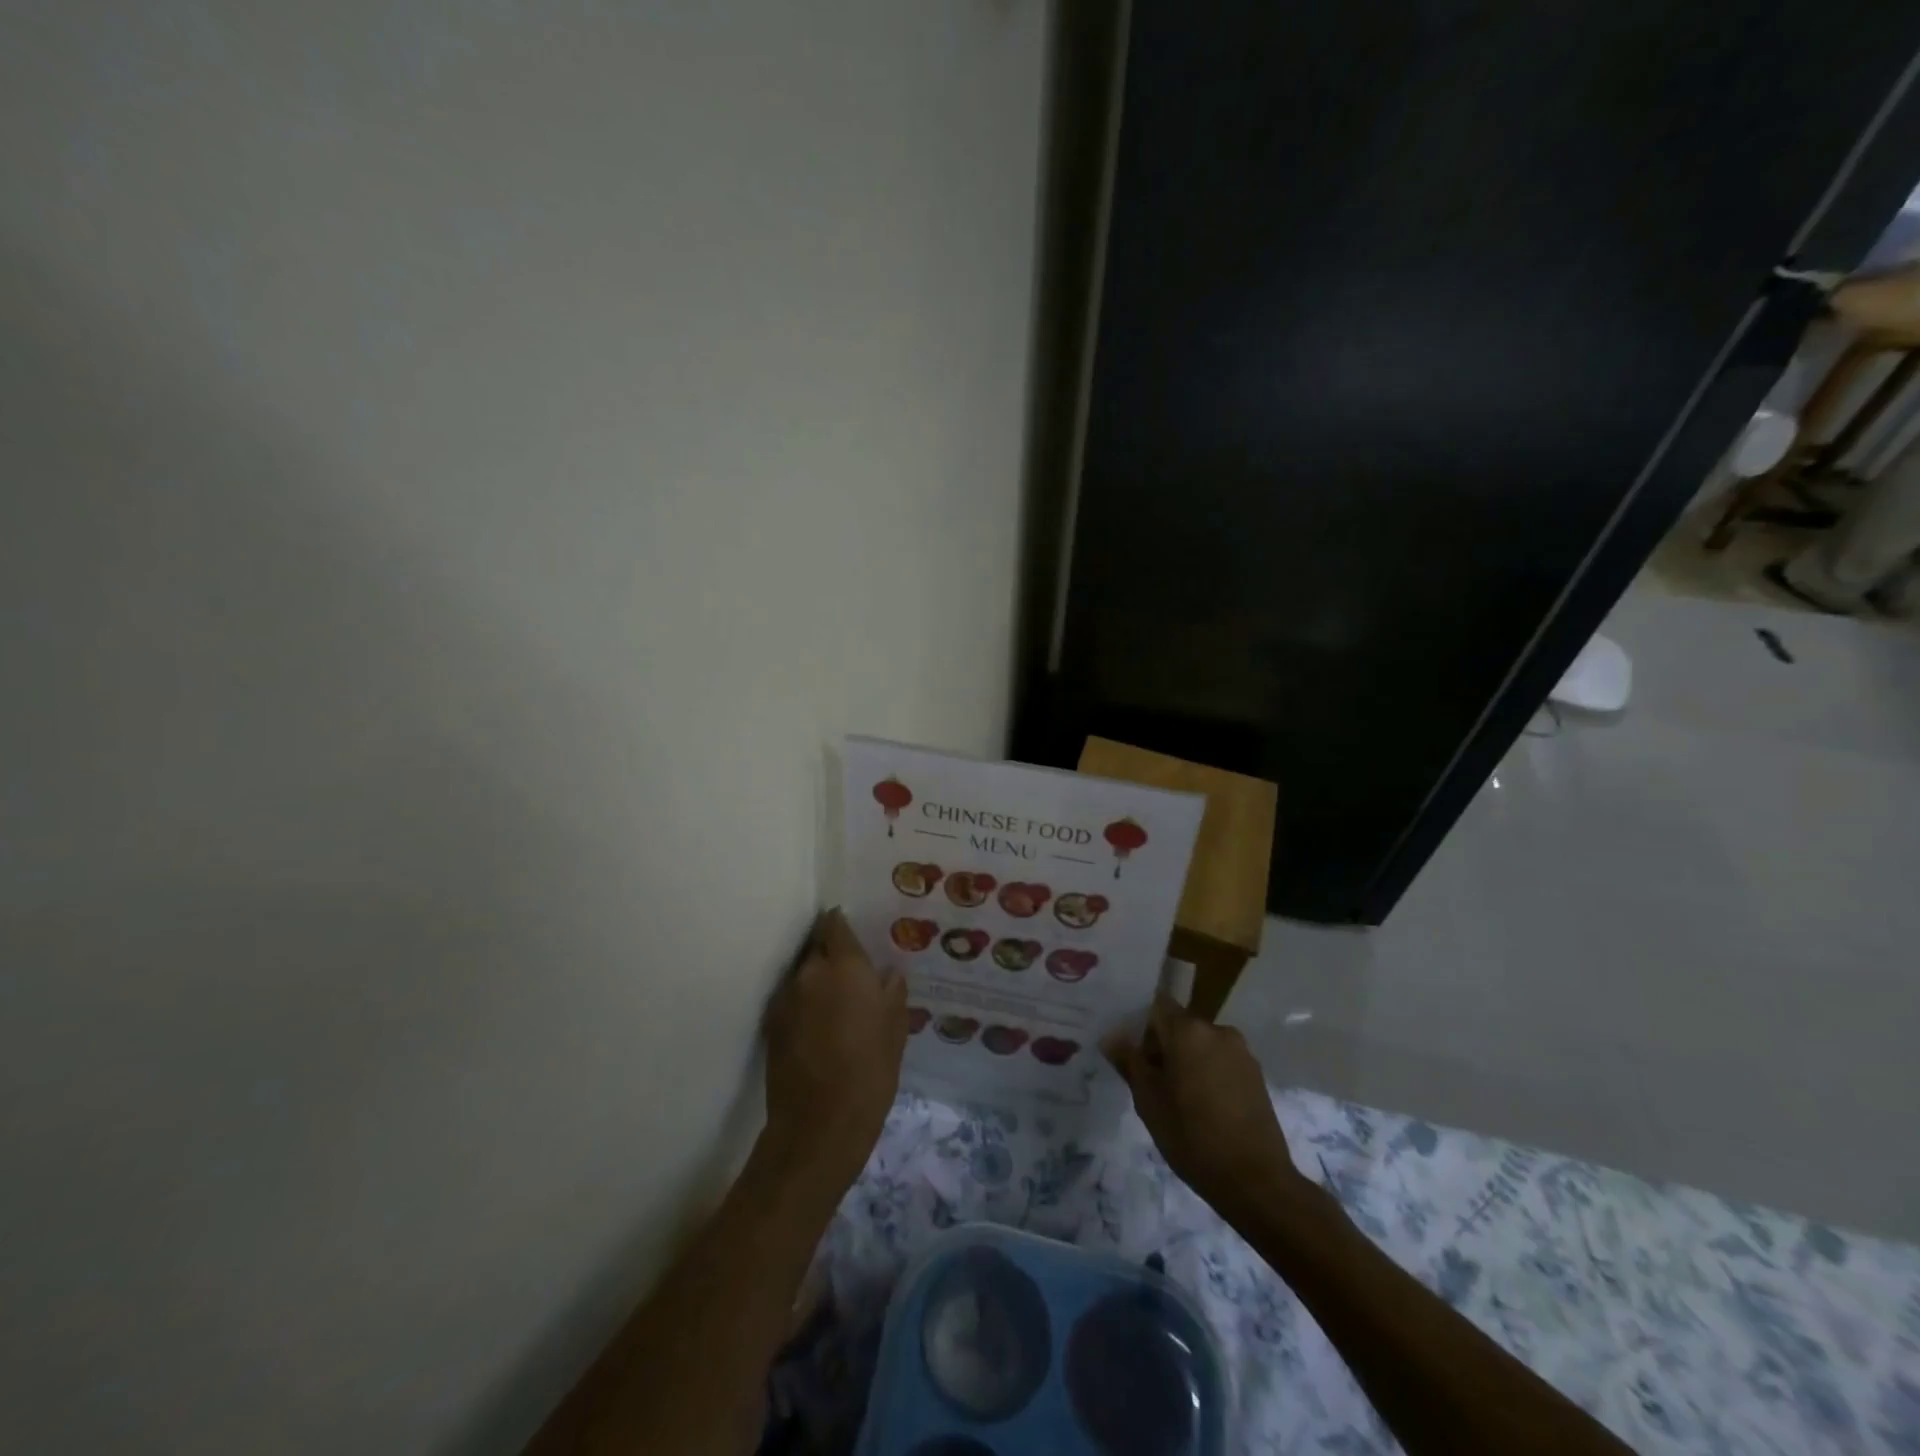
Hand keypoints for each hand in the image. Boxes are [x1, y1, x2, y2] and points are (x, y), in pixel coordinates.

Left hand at [762, 908, 907, 1189]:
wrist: (819, 1125)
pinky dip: (804, 1005)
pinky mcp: (771, 1025)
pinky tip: (819, 1026)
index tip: (852, 932)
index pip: (834, 924)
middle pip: (817, 949)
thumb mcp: (896, 1028)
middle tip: (851, 974)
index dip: (842, 925)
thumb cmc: (870, 1071)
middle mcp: (809, 972)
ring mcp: (785, 998)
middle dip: (831, 956)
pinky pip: (792, 1001)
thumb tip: (886, 975)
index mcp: (844, 966)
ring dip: (817, 982)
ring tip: (836, 1003)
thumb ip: (891, 991)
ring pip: (802, 976)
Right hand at [1104, 996, 1301, 1210]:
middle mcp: (1217, 1031)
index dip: (1142, 1027)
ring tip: (1181, 1100)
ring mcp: (1241, 1052)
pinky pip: (1222, 1061)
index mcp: (1188, 1031)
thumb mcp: (1149, 1101)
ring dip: (1188, 1061)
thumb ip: (1129, 1063)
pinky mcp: (1257, 1074)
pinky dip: (1209, 1074)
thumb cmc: (1192, 1136)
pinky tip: (1206, 1108)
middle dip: (1164, 1047)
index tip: (1135, 1055)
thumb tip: (1111, 1037)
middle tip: (1153, 1084)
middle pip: (1180, 1026)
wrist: (1255, 1181)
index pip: (1157, 1006)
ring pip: (1202, 1045)